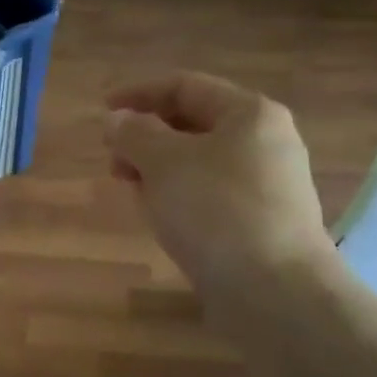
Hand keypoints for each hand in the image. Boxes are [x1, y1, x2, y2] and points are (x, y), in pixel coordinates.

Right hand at [103, 73, 335, 296]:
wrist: (274, 291)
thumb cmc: (216, 210)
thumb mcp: (163, 162)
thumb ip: (134, 133)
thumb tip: (118, 120)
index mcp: (249, 114)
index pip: (185, 86)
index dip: (139, 93)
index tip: (102, 111)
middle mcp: (265, 142)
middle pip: (193, 124)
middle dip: (146, 136)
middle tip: (112, 159)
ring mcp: (266, 185)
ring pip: (198, 163)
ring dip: (158, 169)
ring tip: (130, 189)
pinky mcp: (260, 222)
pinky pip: (209, 195)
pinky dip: (178, 196)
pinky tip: (159, 216)